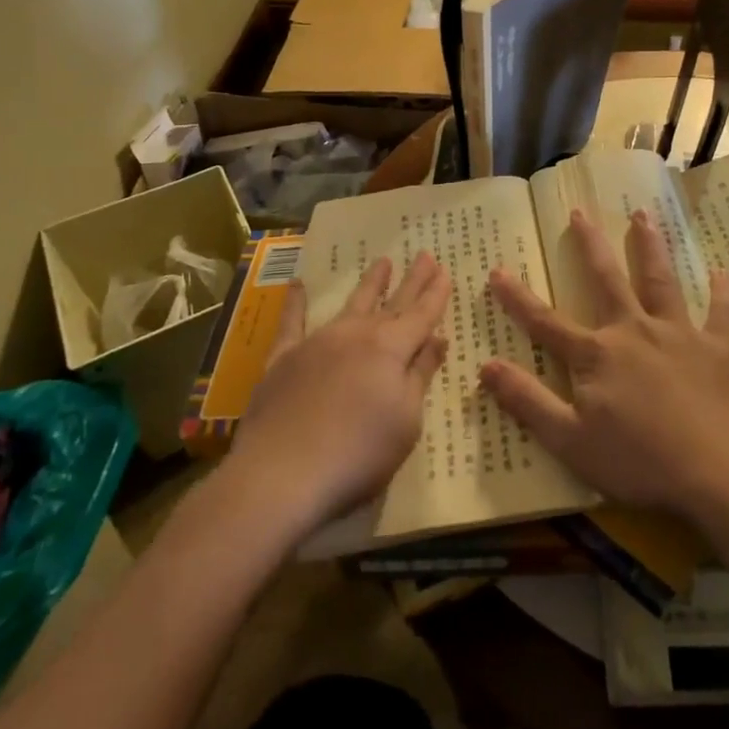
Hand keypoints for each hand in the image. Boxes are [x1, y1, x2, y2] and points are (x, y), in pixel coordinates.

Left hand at [230, 252, 451, 527]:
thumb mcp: (406, 420)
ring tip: (382, 261)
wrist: (283, 474)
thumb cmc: (359, 453)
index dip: (435, 294)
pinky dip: (296, 302)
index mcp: (391, 349)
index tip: (445, 271)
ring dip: (369, 283)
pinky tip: (298, 284)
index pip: (421, 315)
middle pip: (392, 303)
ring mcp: (318, 342)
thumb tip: (437, 339)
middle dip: (411, 280)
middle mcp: (357, 335)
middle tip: (425, 255)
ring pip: (351, 304)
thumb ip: (420, 375)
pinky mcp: (283, 359)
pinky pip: (292, 322)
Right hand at [481, 209, 728, 522]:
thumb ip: (527, 401)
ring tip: (643, 216)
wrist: (720, 475)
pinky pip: (722, 313)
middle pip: (608, 280)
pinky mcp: (720, 349)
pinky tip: (723, 273)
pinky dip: (723, 292)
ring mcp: (680, 335)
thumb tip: (485, 366)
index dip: (518, 298)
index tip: (497, 270)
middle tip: (581, 212)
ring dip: (650, 247)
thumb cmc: (640, 463)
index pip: (546, 322)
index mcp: (597, 355)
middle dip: (591, 245)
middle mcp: (635, 331)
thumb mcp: (570, 441)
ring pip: (661, 280)